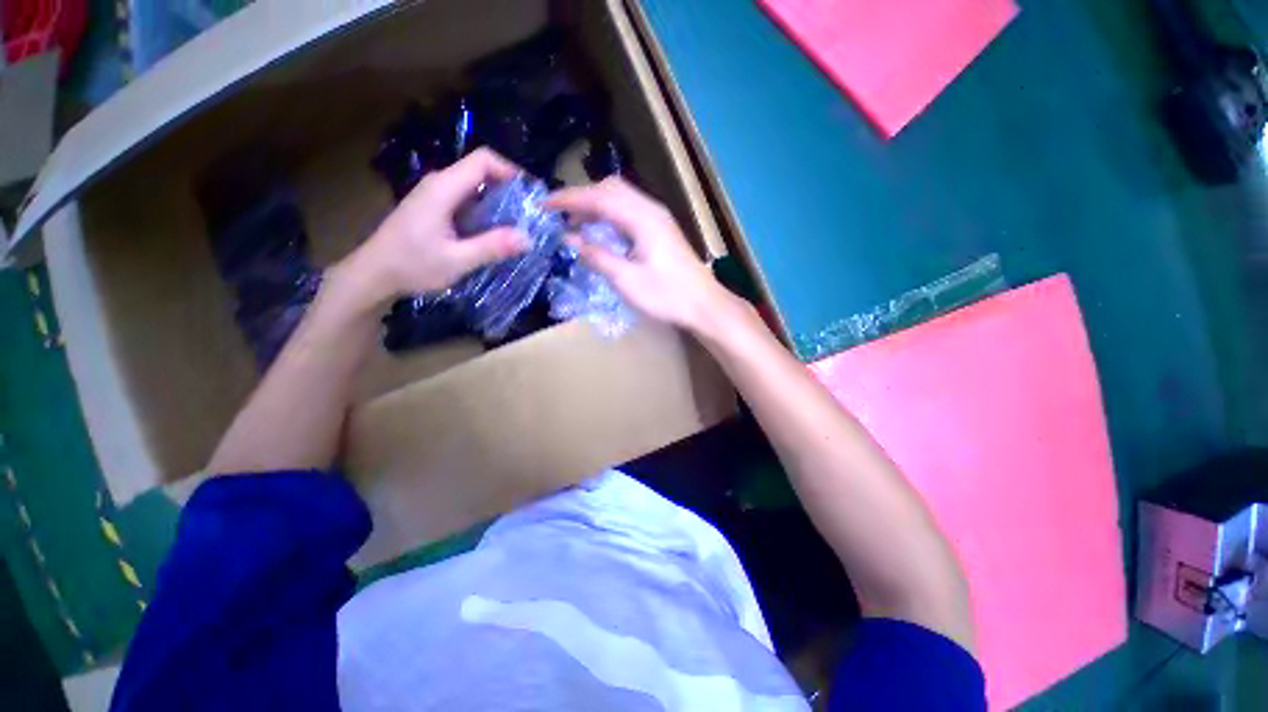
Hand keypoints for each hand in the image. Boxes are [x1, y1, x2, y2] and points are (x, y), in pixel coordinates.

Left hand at [336, 148, 530, 304]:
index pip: (483, 161)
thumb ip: (491, 247)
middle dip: (509, 190)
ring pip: (475, 187)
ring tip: (517, 226)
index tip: (531, 195)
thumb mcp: (456, 260)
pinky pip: (467, 201)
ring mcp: (436, 196)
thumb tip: (527, 238)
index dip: (511, 171)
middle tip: (529, 216)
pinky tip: (494, 233)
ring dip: (498, 203)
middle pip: (481, 171)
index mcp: (443, 189)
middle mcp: (440, 184)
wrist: (374, 274)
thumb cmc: (411, 265)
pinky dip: (486, 212)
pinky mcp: (435, 208)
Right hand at [546, 177, 733, 331]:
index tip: (544, 205)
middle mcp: (651, 210)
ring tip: (574, 223)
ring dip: (595, 206)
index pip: (599, 197)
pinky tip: (600, 232)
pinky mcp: (660, 229)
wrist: (704, 304)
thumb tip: (569, 239)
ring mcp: (658, 218)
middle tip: (559, 215)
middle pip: (610, 189)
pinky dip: (609, 216)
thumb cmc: (667, 296)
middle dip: (581, 197)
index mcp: (642, 218)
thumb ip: (597, 256)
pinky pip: (628, 211)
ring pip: (620, 198)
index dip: (569, 199)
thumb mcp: (627, 280)